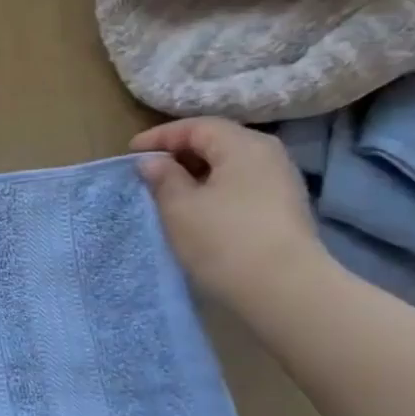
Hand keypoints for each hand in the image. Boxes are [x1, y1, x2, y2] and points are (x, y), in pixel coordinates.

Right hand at [129, 118, 330, 313]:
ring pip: (230, 165)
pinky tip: (198, 209)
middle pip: (218, 141)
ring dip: (197, 173)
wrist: (283, 288)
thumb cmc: (223, 239)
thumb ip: (163, 178)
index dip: (160, 136)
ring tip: (169, 191)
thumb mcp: (179, 207)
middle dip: (180, 152)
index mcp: (243, 145)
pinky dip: (215, 188)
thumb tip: (152, 162)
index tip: (131, 152)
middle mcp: (268, 154)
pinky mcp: (283, 208)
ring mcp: (280, 181)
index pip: (197, 127)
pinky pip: (241, 185)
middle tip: (149, 170)